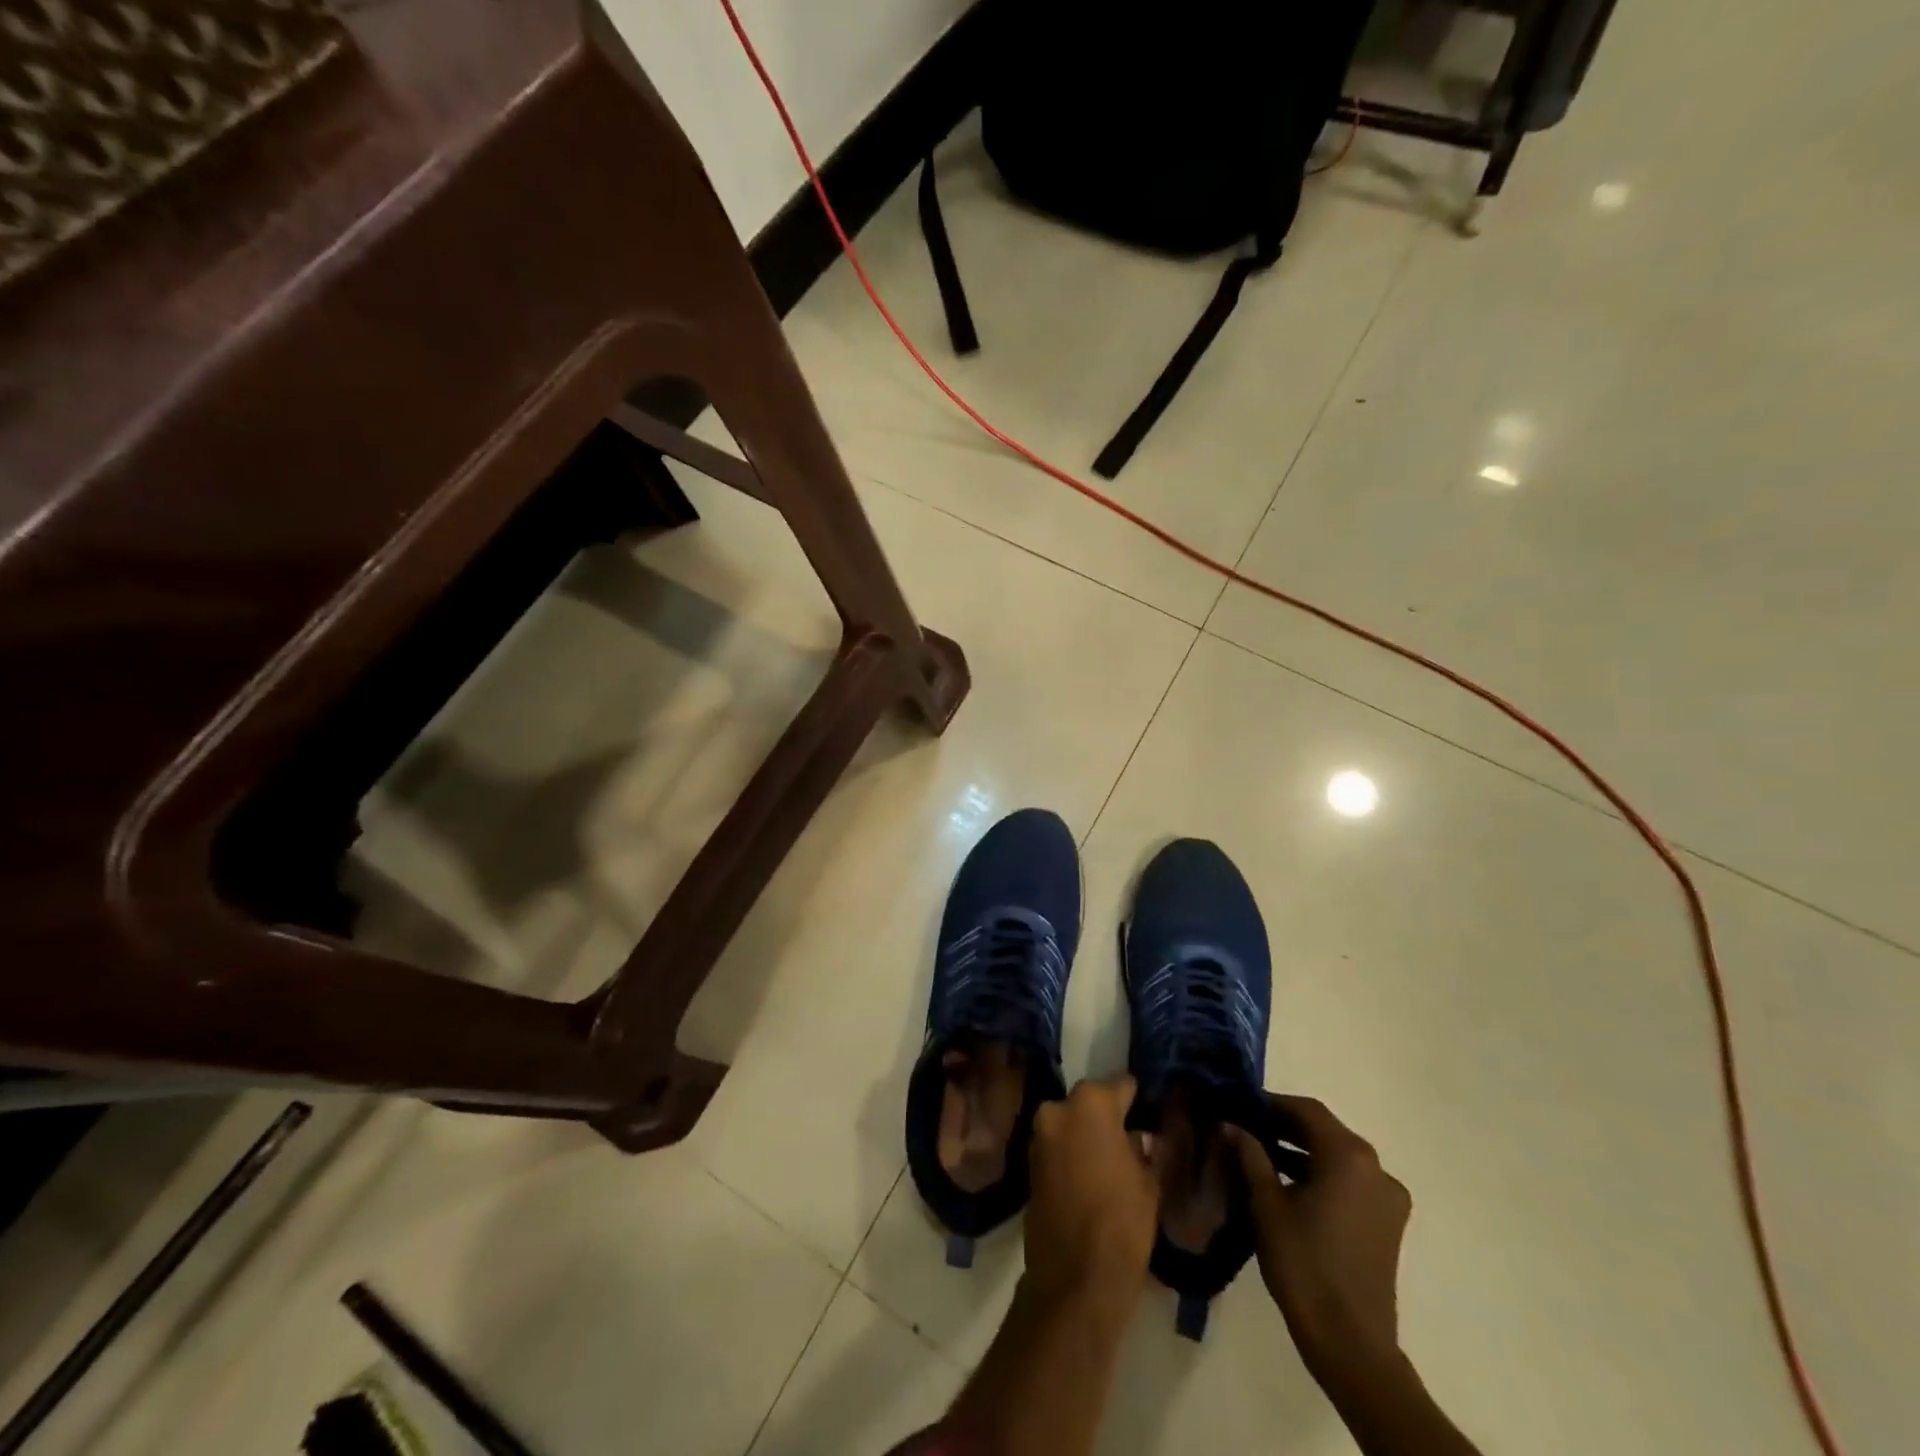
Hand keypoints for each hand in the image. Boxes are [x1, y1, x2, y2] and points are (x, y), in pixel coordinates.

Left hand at [1024, 1075, 1159, 1312]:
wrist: (1075, 1278)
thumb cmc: (1121, 1222)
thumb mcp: (1148, 1182)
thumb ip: (1142, 1149)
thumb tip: (1138, 1137)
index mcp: (1091, 1104)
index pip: (1120, 1084)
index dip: (1136, 1098)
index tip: (1147, 1109)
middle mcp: (1058, 1109)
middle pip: (1090, 1102)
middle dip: (1106, 1117)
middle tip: (1129, 1138)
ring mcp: (1039, 1135)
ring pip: (1070, 1124)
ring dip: (1085, 1135)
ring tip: (1111, 1160)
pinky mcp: (1028, 1163)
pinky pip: (1057, 1147)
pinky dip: (1071, 1154)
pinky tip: (1090, 1176)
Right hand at [1227, 1095, 1411, 1387]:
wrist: (1350, 1343)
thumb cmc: (1304, 1264)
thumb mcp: (1267, 1204)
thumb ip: (1250, 1155)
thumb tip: (1230, 1124)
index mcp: (1349, 1156)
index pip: (1306, 1110)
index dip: (1271, 1103)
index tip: (1240, 1104)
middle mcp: (1376, 1168)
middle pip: (1325, 1131)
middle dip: (1285, 1125)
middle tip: (1246, 1126)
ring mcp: (1387, 1198)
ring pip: (1338, 1157)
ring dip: (1302, 1150)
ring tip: (1261, 1154)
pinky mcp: (1388, 1223)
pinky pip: (1350, 1181)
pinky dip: (1321, 1174)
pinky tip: (1288, 1184)